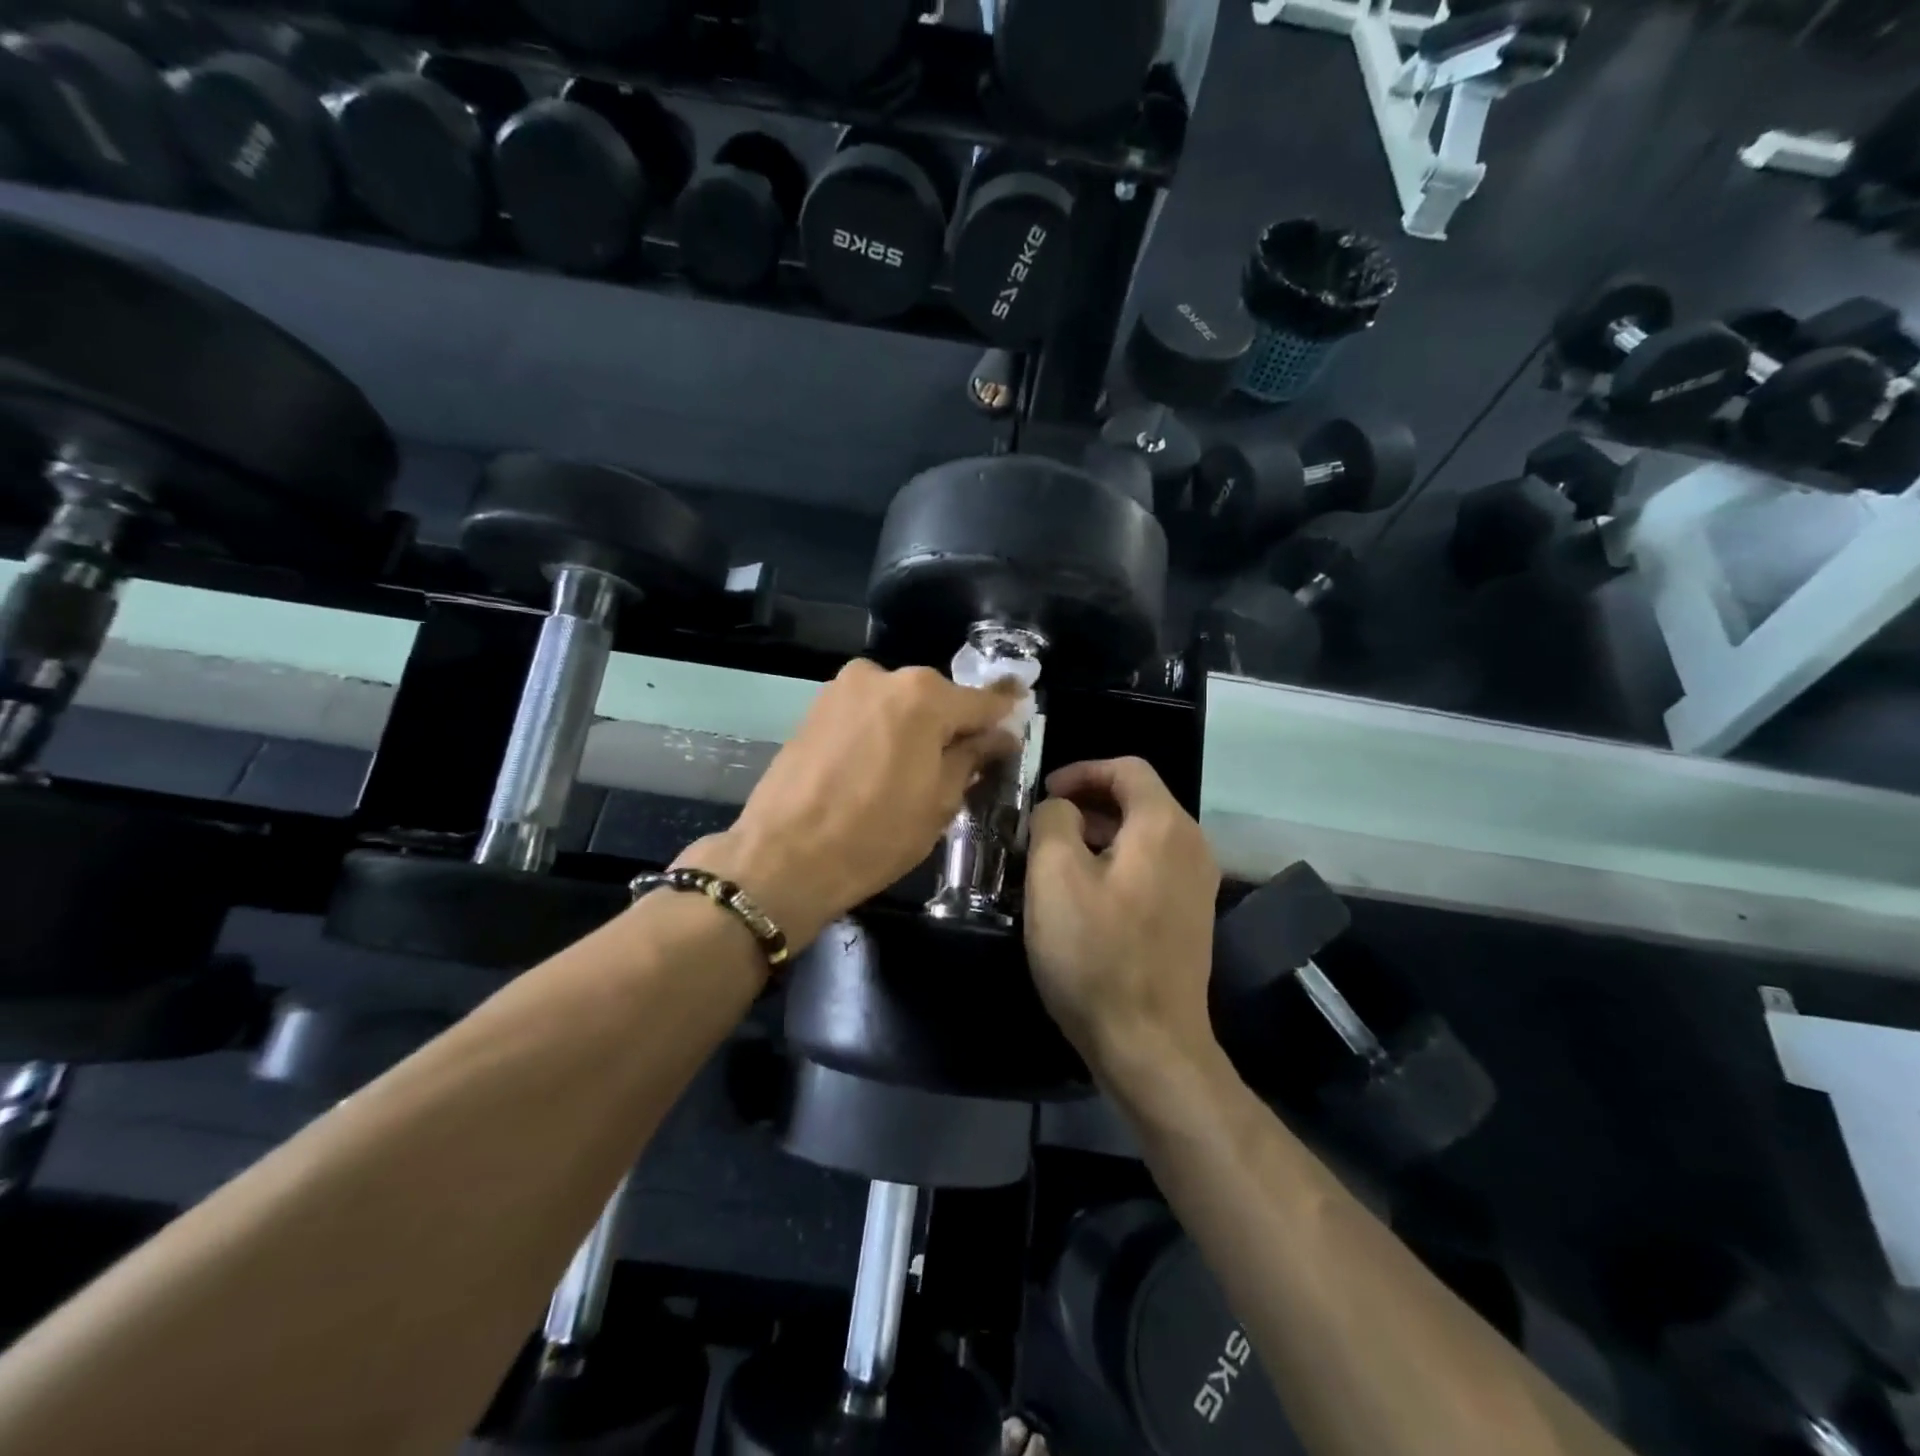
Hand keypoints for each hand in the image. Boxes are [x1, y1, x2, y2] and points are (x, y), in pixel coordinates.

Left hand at [682, 660, 1021, 949]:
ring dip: (914, 728)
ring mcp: (842, 689)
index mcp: (923, 697)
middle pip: (936, 698)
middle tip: (964, 760)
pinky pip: (866, 713)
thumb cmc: (875, 835)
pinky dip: (881, 731)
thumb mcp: (939, 802)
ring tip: (914, 771)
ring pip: (898, 704)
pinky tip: (878, 767)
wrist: (782, 858)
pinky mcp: (814, 708)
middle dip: (953, 724)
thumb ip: (971, 757)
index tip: (1021, 706)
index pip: (980, 701)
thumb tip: (996, 736)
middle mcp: (883, 677)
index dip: (1004, 711)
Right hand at [1024, 757, 1220, 1075]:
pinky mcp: (1190, 916)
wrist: (1150, 1044)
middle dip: (1088, 802)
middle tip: (1044, 826)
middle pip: (1139, 799)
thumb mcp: (1054, 877)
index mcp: (1164, 826)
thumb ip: (1053, 820)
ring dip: (1100, 833)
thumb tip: (1062, 809)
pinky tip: (1086, 895)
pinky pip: (1152, 867)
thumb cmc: (1096, 954)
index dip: (1082, 771)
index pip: (1127, 769)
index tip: (1044, 794)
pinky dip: (1118, 862)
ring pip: (1144, 835)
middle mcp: (1191, 846)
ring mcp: (1196, 884)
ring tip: (1057, 858)